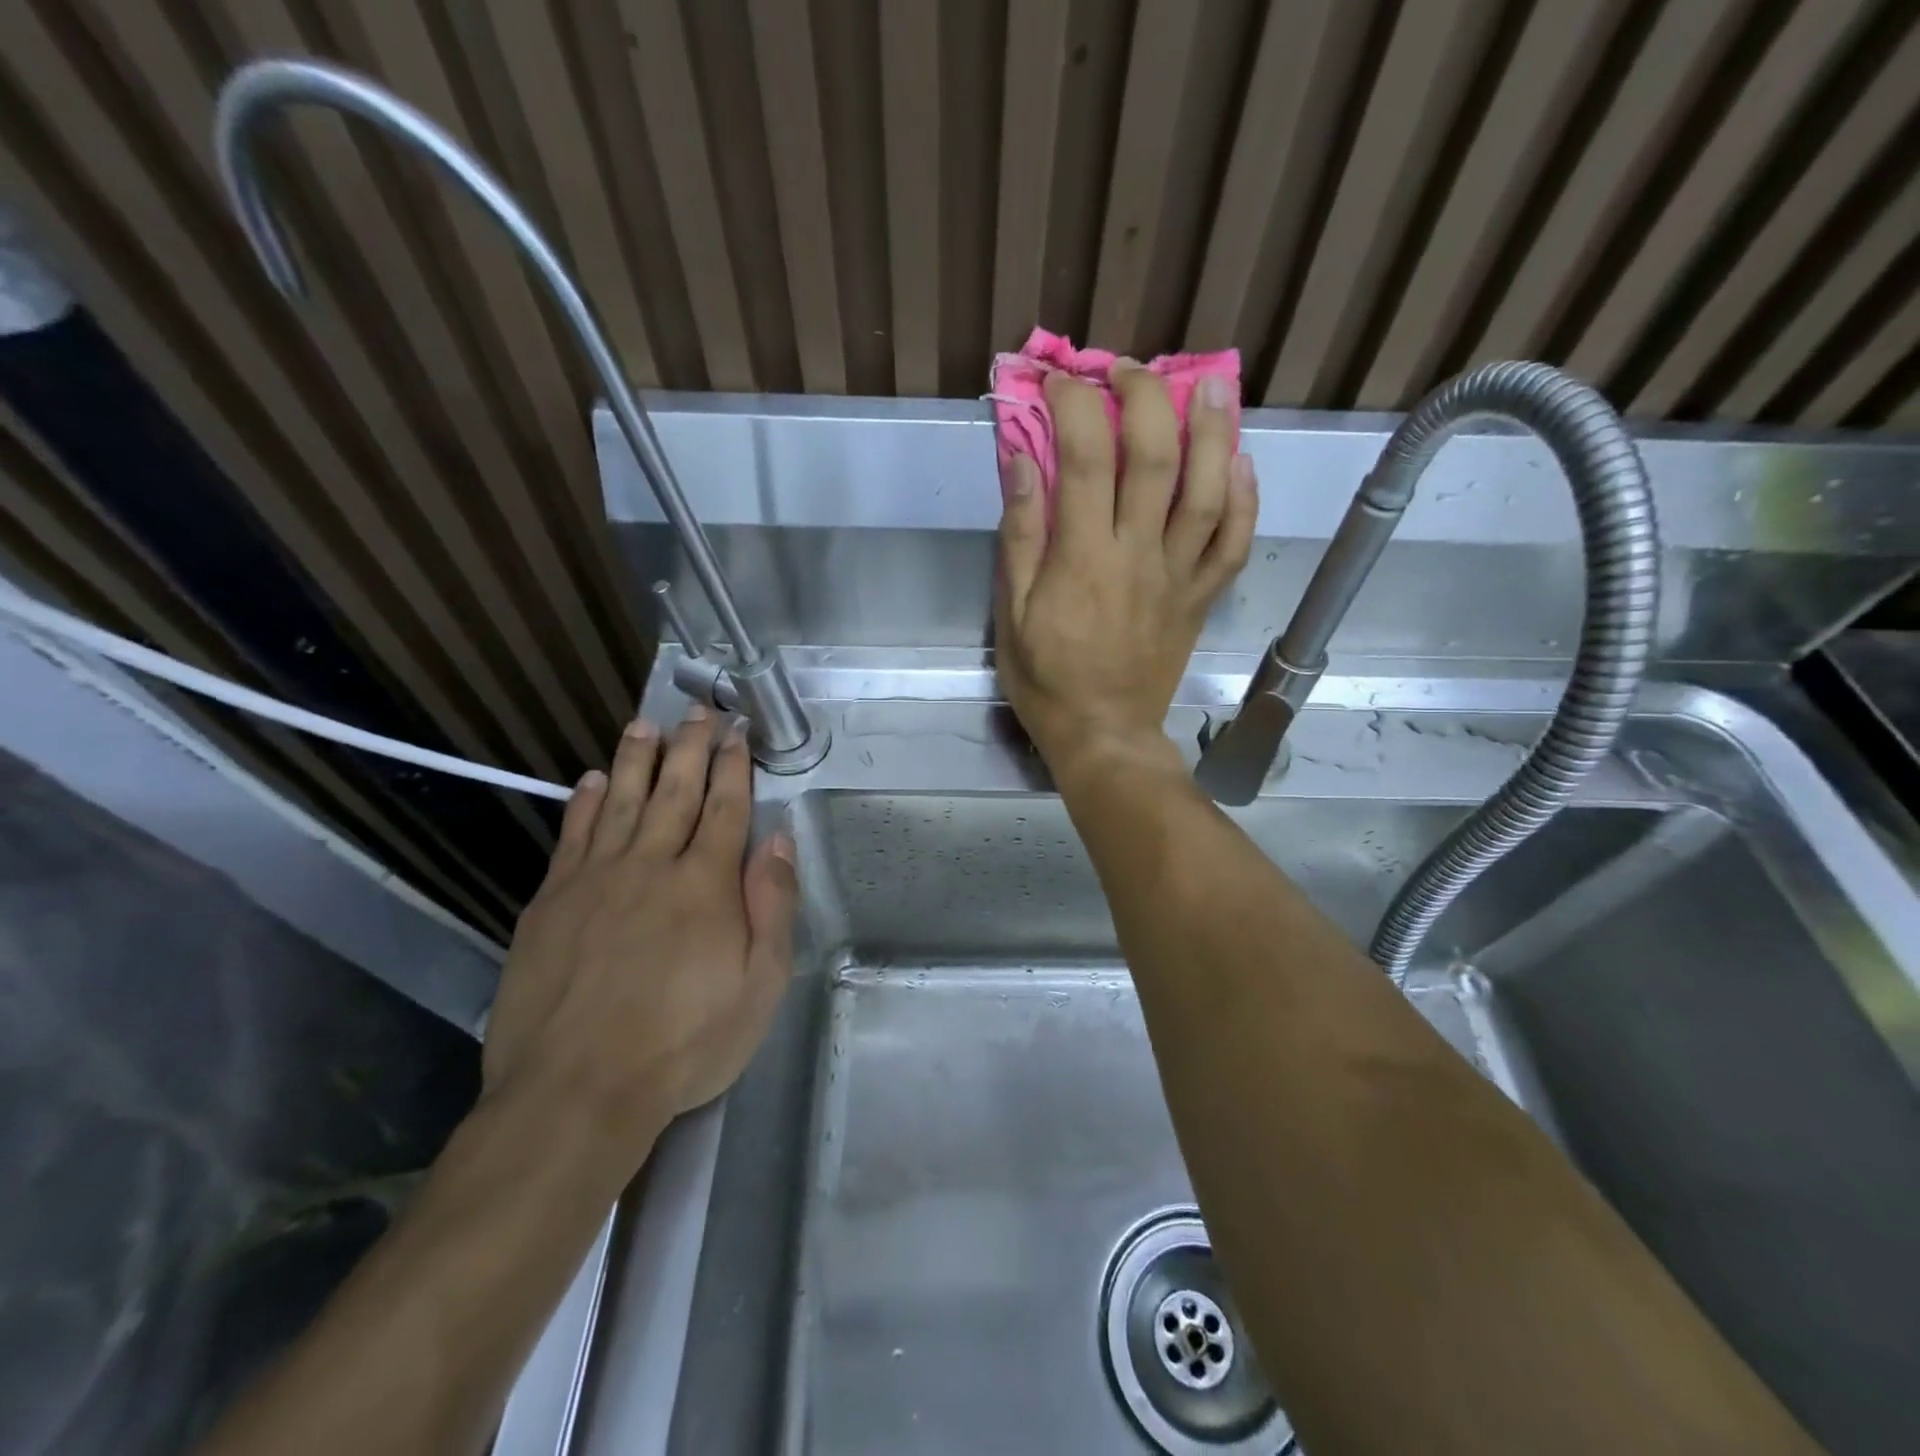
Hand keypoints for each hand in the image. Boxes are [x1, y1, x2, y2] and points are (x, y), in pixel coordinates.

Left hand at [480, 707, 797, 1163]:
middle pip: (674, 792)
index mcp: (705, 884)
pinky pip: (571, 836)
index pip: (725, 808)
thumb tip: (779, 840)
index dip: (734, 767)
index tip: (738, 732)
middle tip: (697, 711)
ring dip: (635, 760)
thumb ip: (773, 906)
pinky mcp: (551, 902)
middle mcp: (651, 865)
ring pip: (619, 801)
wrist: (577, 1091)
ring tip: (645, 725)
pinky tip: (589, 781)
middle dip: (690, 747)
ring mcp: (595, 879)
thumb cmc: (684, 1043)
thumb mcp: (760, 985)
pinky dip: (582, 803)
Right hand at [995, 365, 1255, 779]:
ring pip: (1209, 491)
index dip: (1074, 406)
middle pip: (1156, 458)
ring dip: (1214, 431)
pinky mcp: (1201, 597)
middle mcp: (1139, 555)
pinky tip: (1243, 462)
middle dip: (1144, 398)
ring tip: (1210, 385)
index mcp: (1083, 558)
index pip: (1084, 459)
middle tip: (1128, 370)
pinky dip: (1245, 498)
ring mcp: (1179, 575)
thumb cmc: (1046, 679)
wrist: (1103, 735)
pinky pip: (1234, 543)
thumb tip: (1021, 459)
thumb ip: (1020, 536)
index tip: (1059, 381)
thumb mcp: (1010, 614)